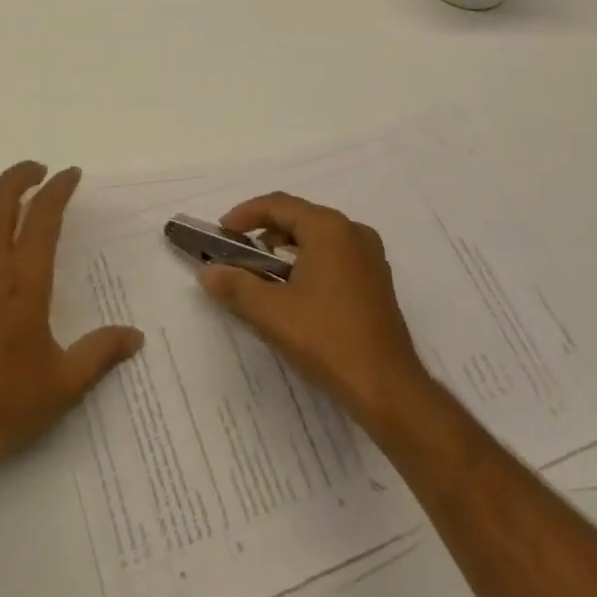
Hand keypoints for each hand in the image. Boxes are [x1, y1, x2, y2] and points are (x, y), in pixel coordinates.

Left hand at [0, 161, 143, 473]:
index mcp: (26, 280)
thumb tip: (137, 336)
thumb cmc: (5, 405)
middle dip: (21, 174)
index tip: (70, 175)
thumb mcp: (64, 384)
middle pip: (1, 196)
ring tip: (1, 193)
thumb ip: (101, 353)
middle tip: (37, 171)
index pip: (44, 215)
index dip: (59, 188)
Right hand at [197, 191, 429, 432]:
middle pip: (298, 218)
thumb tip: (206, 272)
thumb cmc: (328, 340)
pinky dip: (308, 262)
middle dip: (264, 232)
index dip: (244, 215)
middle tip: (238, 253)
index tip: (222, 234)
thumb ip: (236, 286)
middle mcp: (352, 232)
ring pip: (317, 238)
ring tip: (261, 273)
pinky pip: (334, 256)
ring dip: (285, 249)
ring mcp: (370, 257)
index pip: (277, 205)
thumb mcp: (272, 313)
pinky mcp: (377, 282)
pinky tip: (293, 292)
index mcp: (329, 228)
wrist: (390, 391)